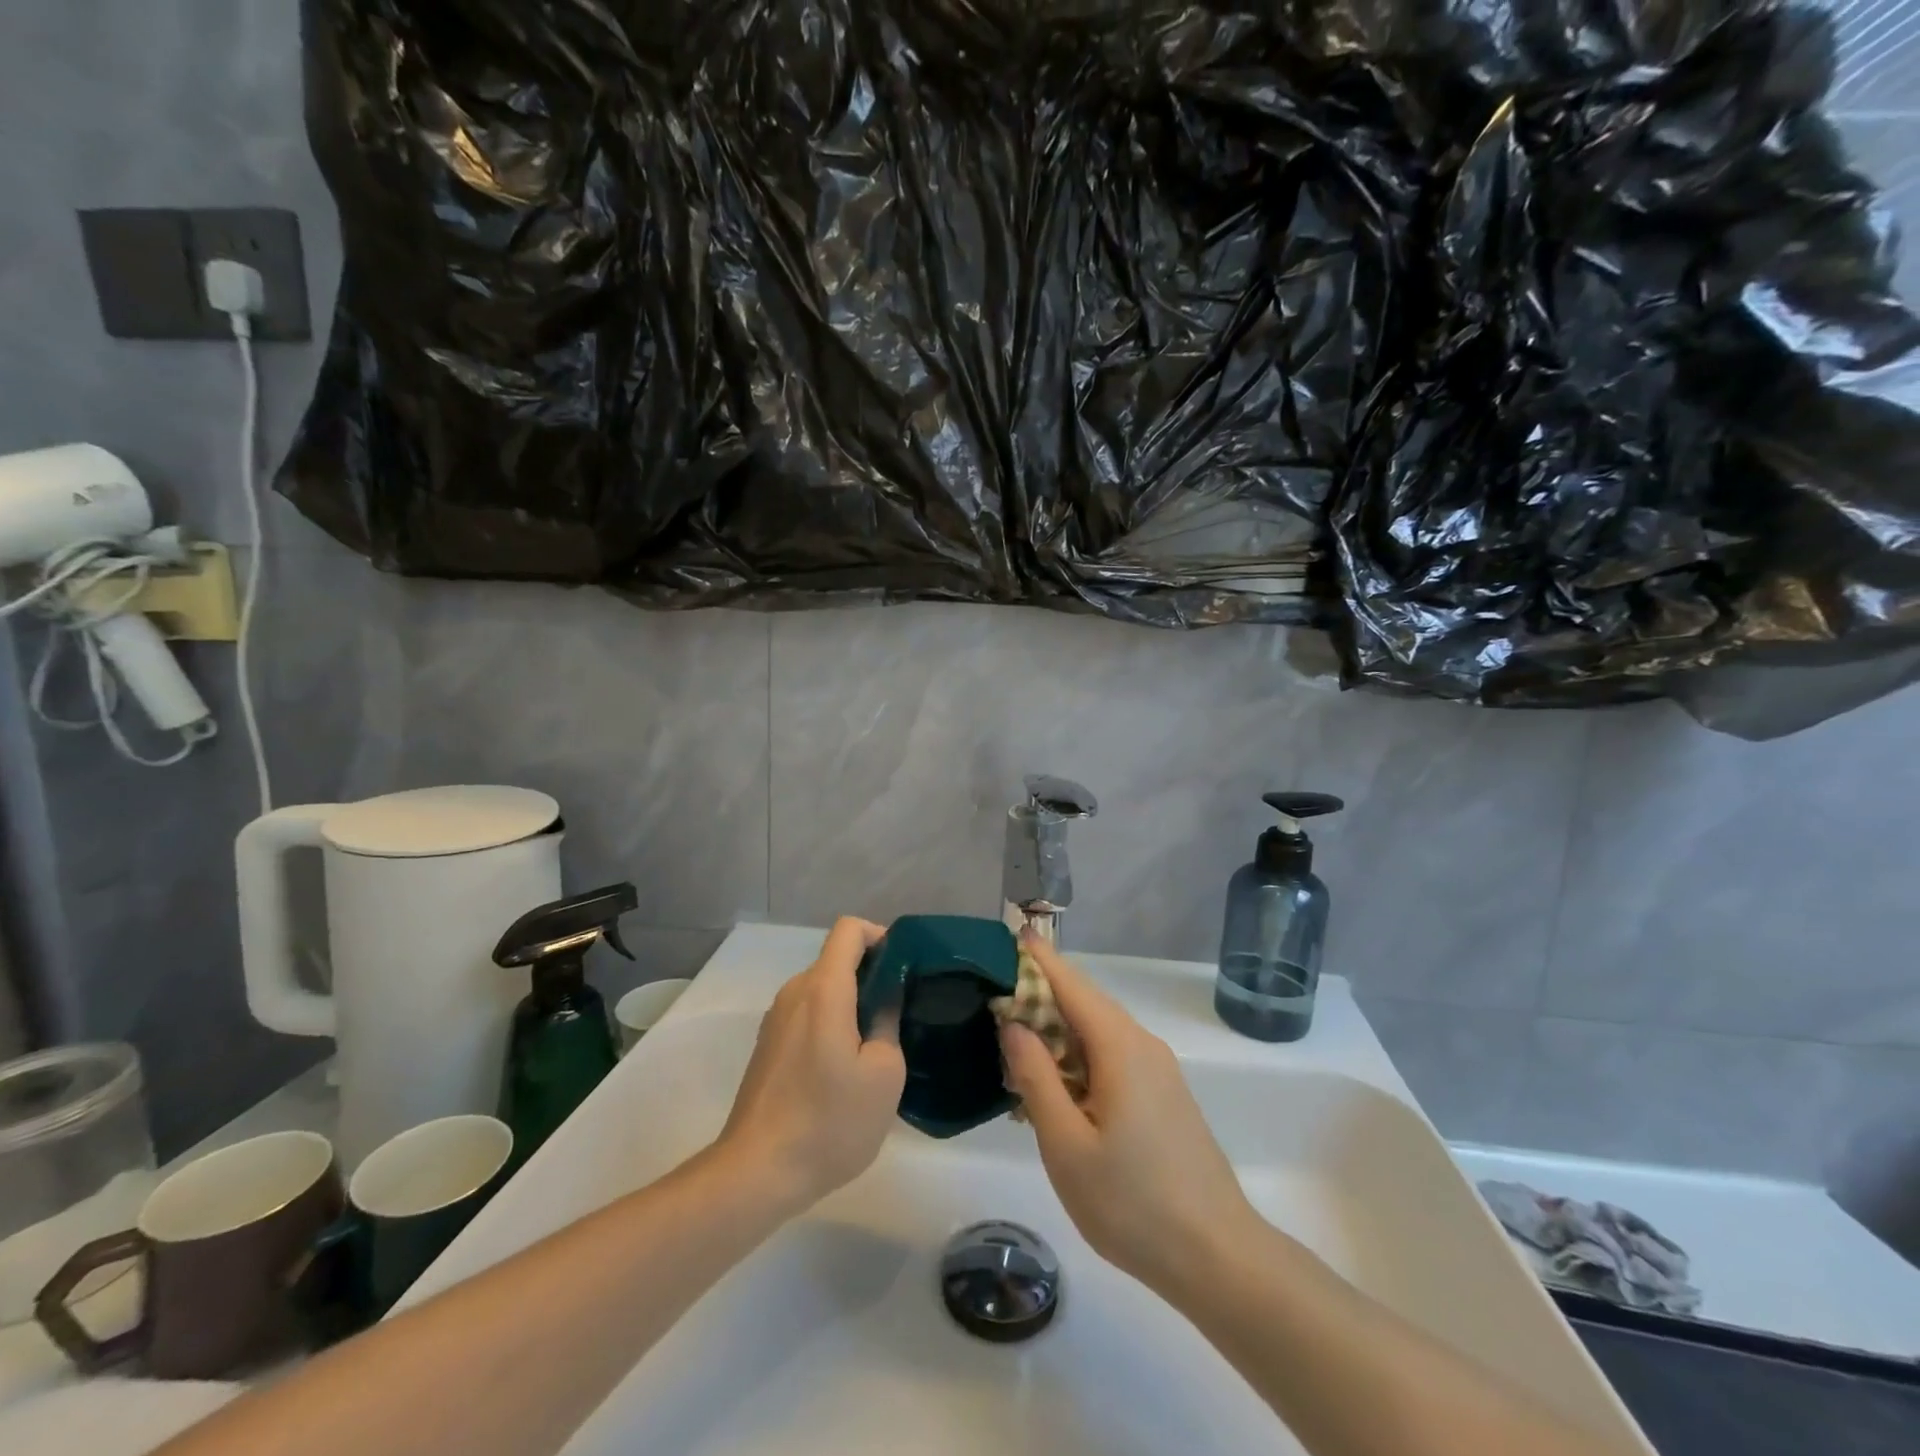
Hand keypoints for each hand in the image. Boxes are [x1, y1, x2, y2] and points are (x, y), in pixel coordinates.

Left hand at [718, 917, 905, 1210]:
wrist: (757, 1173)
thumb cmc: (829, 1121)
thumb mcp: (883, 1074)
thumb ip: (888, 1022)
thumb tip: (886, 997)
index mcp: (823, 989)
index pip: (849, 929)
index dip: (880, 936)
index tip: (903, 967)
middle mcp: (794, 993)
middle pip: (836, 959)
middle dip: (871, 974)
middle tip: (900, 1011)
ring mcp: (776, 1019)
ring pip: (822, 990)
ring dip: (851, 1003)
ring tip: (876, 1044)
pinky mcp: (768, 1045)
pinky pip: (807, 1014)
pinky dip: (831, 1023)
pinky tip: (844, 1068)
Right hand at [1000, 935, 1258, 1296]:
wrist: (1218, 1256)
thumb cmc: (1133, 1202)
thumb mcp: (1067, 1144)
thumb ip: (1036, 1077)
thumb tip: (1014, 1023)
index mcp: (1119, 1046)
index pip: (1071, 983)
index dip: (1039, 958)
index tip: (1010, 935)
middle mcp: (1141, 1044)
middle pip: (1084, 1003)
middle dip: (1041, 996)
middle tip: (994, 1003)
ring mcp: (1157, 1070)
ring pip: (1098, 1032)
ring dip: (1057, 1032)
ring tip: (1015, 1046)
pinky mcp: (1162, 1095)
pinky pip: (1112, 1057)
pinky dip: (1077, 1057)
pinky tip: (1055, 1086)